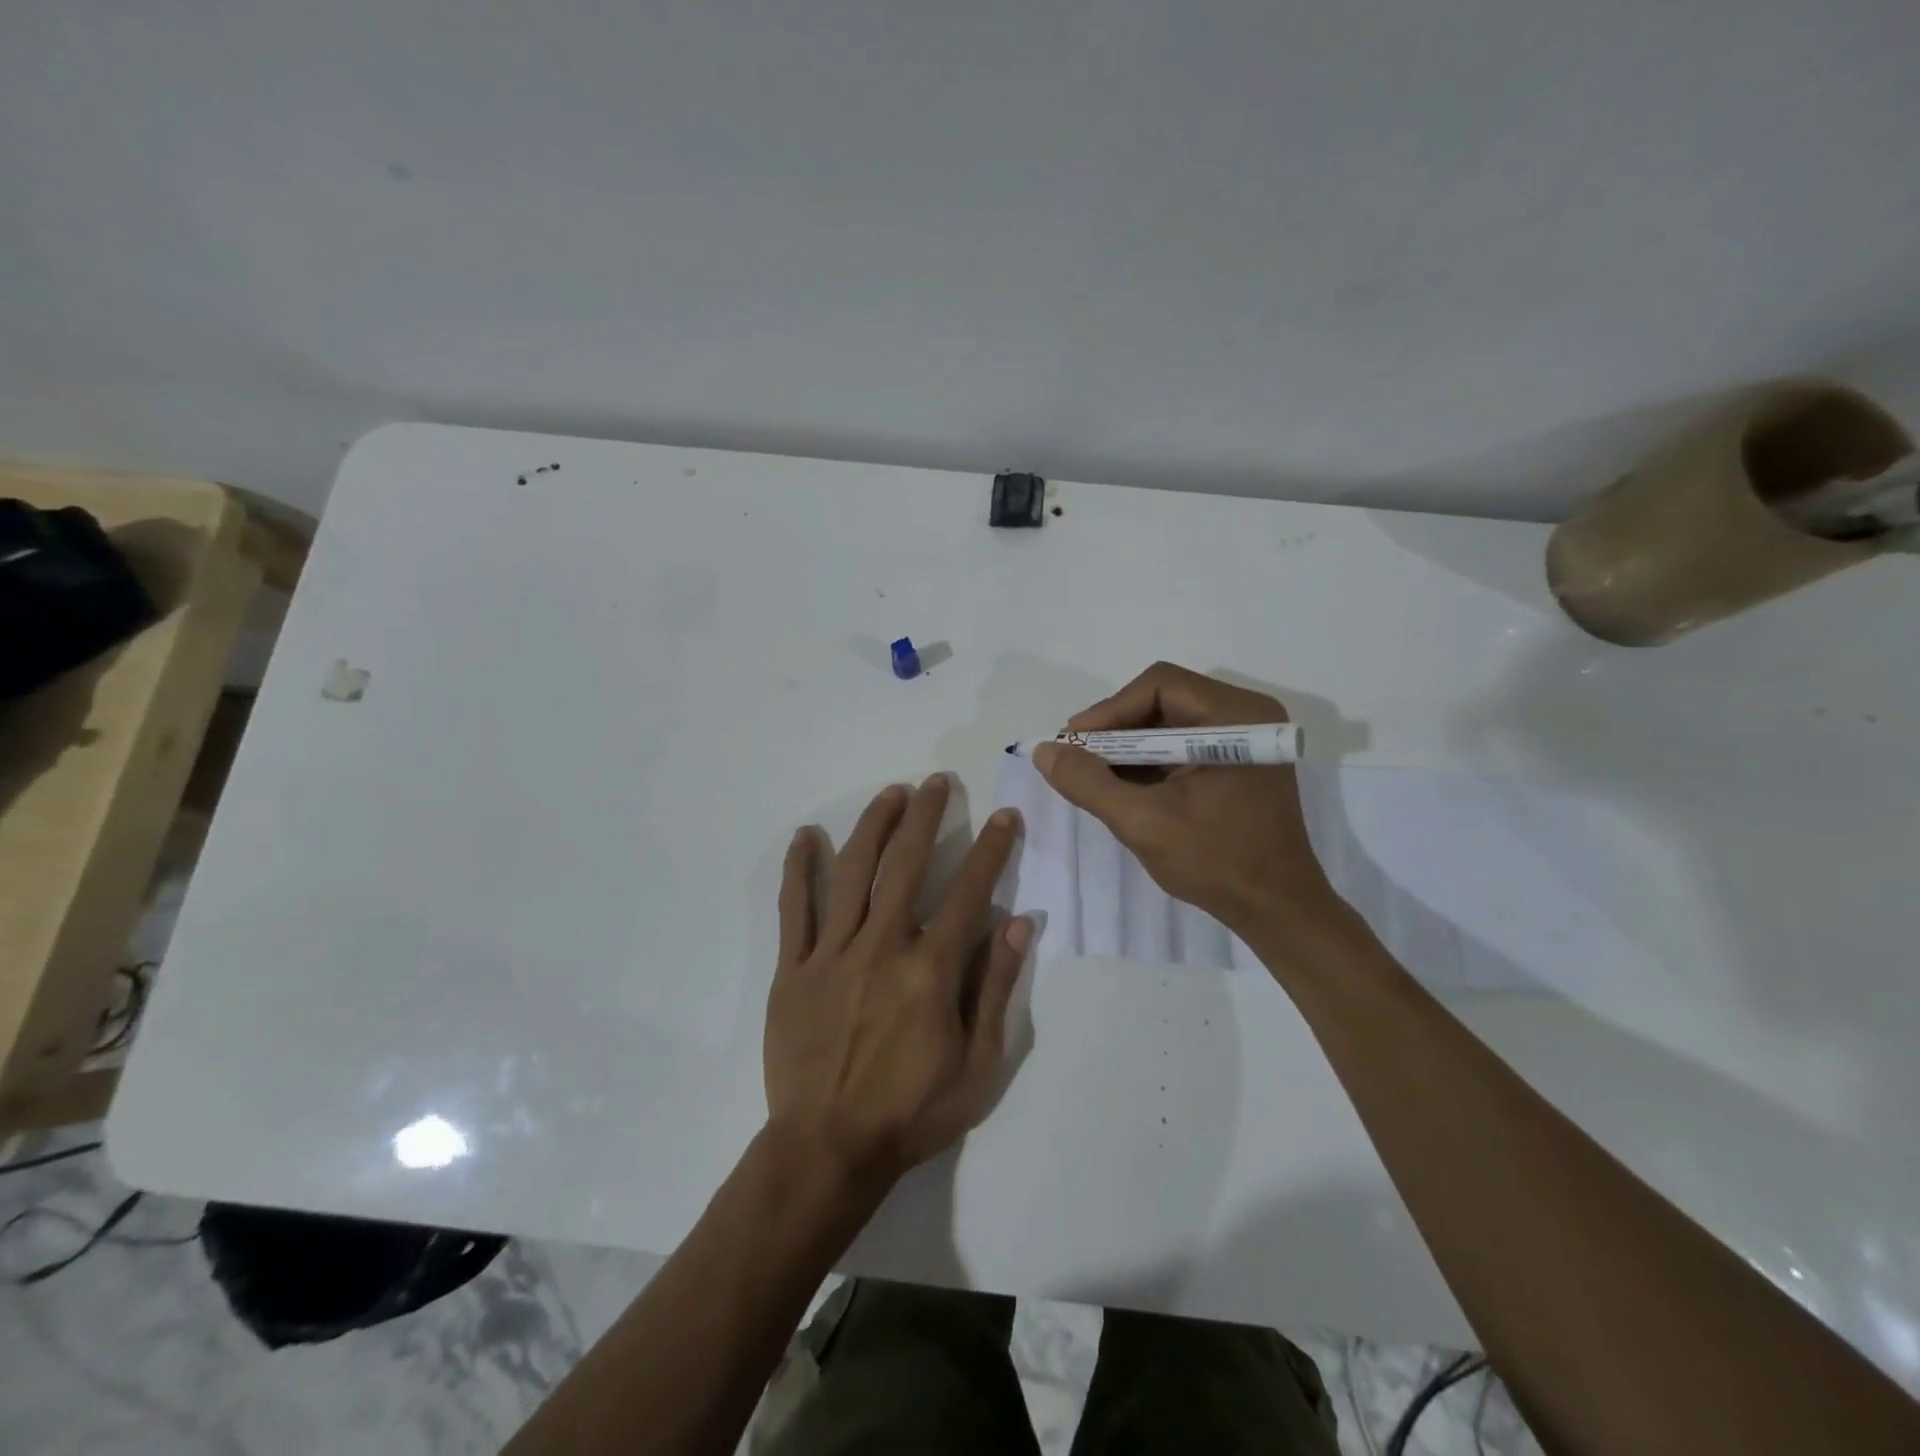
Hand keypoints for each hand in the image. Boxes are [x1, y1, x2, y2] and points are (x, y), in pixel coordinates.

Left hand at [765, 776, 1031, 1192]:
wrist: (828, 1149)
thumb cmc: (912, 1112)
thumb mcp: (978, 1064)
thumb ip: (997, 987)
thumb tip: (1019, 922)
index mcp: (930, 970)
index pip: (968, 892)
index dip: (991, 850)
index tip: (1005, 816)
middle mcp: (882, 947)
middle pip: (905, 865)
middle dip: (926, 816)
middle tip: (937, 782)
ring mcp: (832, 954)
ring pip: (853, 873)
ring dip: (873, 826)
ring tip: (890, 793)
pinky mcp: (793, 969)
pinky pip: (794, 909)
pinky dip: (800, 869)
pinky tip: (806, 835)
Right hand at [1032, 662, 1345, 940]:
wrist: (1277, 910)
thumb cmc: (1217, 863)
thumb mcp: (1143, 823)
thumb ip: (1089, 783)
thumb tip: (1044, 750)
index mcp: (1236, 717)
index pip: (1159, 687)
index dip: (1109, 710)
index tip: (1073, 743)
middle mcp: (1246, 715)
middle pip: (1163, 701)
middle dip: (1116, 730)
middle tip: (1078, 758)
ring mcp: (1244, 740)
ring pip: (1169, 723)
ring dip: (1129, 747)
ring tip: (1094, 776)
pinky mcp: (1238, 763)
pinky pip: (1182, 746)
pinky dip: (1149, 762)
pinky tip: (1124, 787)